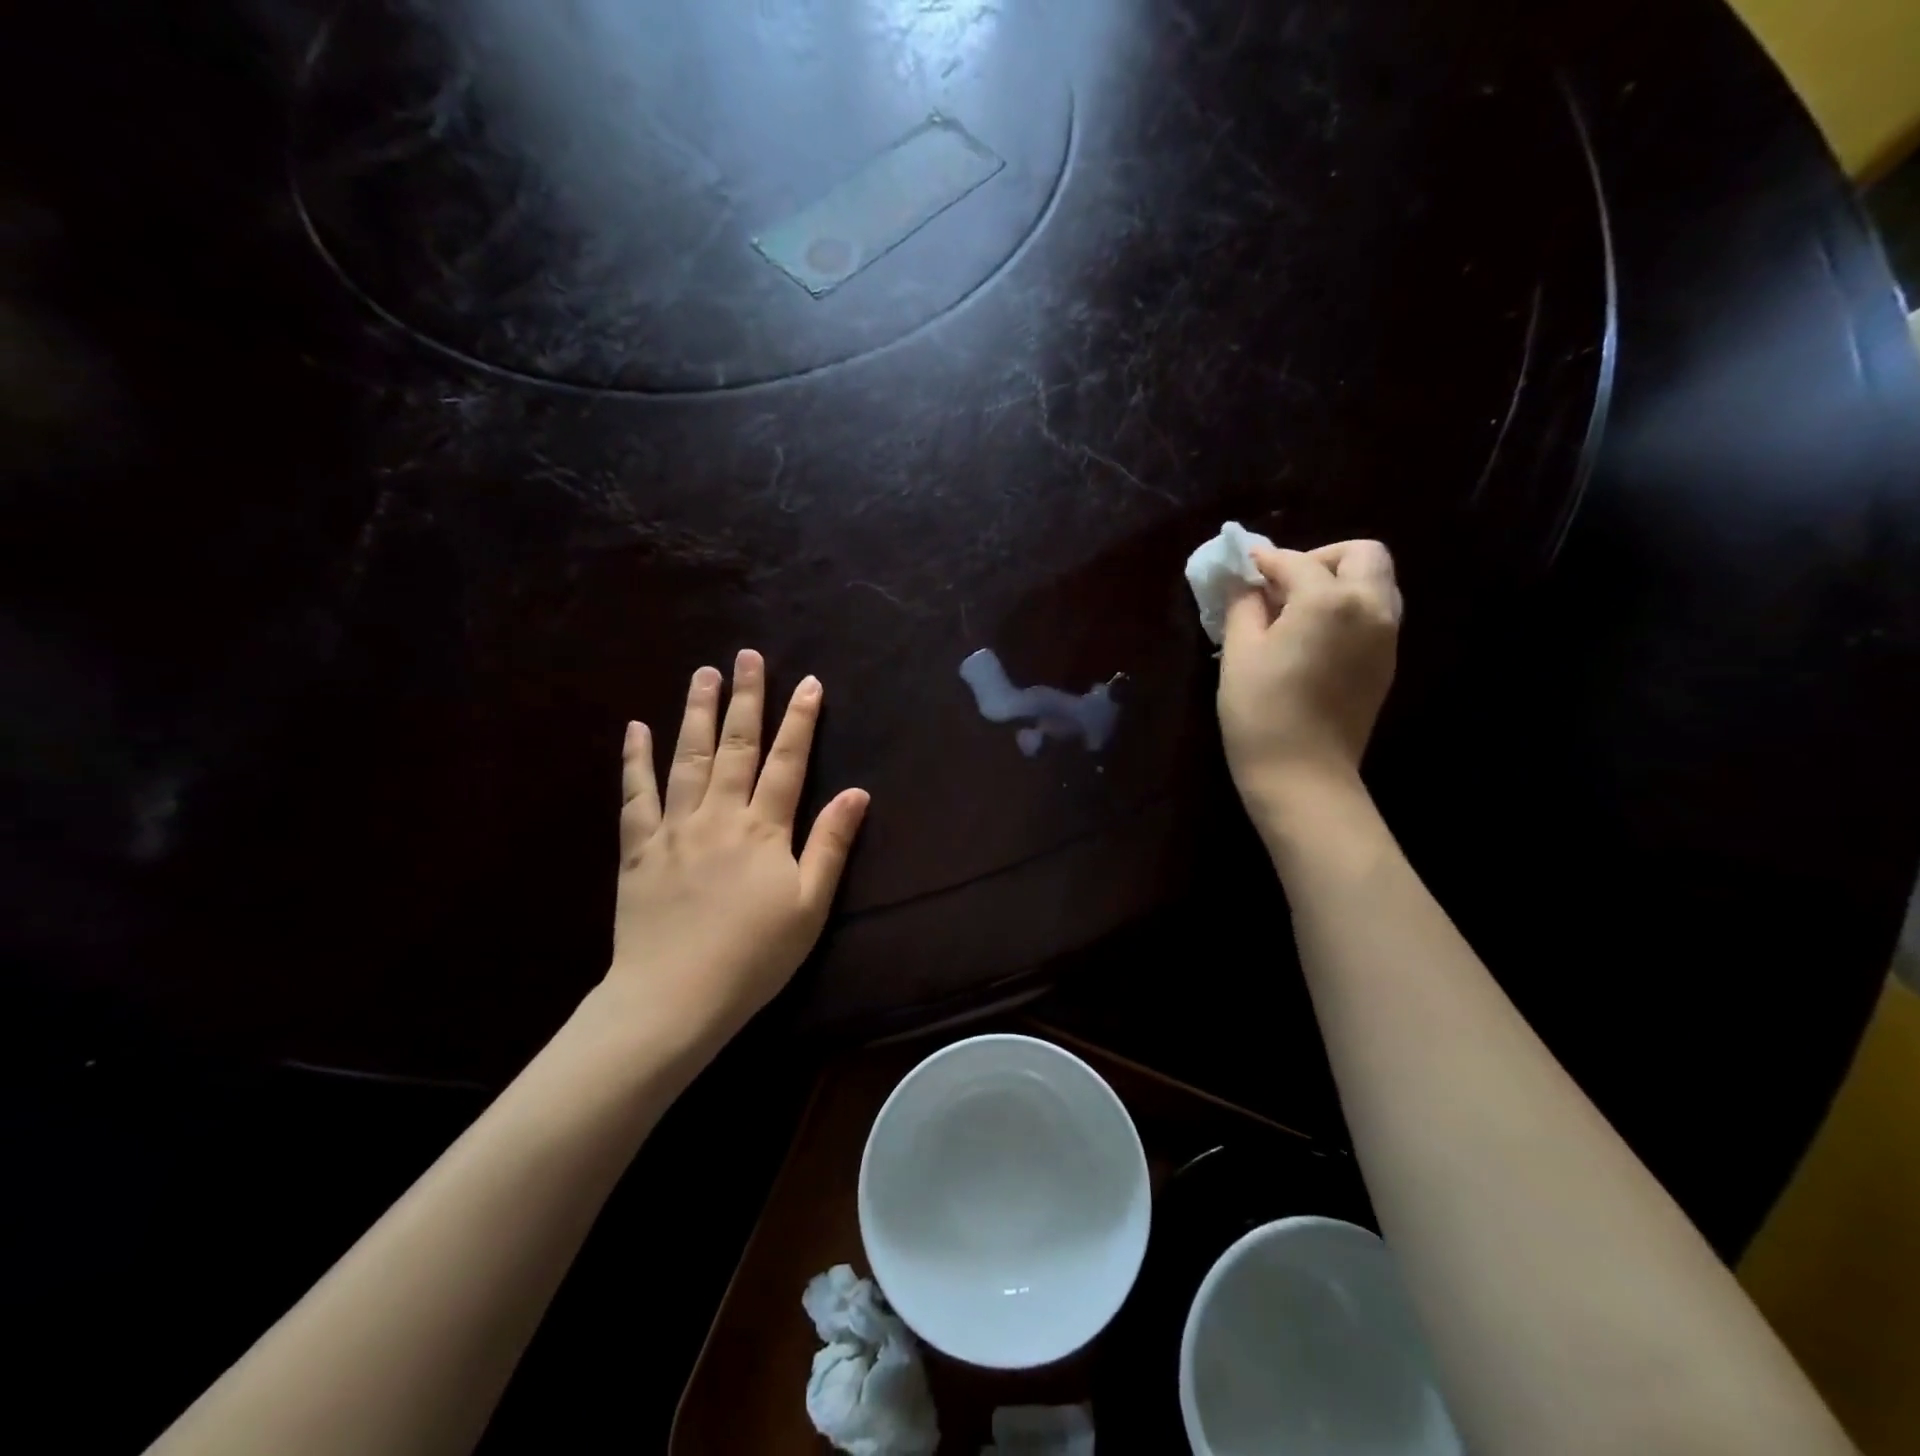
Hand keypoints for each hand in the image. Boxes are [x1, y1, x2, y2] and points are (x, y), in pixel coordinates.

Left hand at [604, 650, 869, 1051]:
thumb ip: (830, 844)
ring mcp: (674, 827)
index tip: (809, 683)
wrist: (674, 997)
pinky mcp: (638, 848)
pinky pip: (636, 795)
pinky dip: (636, 760)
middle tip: (748, 656)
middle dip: (746, 698)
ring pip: (687, 757)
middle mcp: (719, 815)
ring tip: (703, 673)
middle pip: (735, 745)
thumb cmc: (753, 956)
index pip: (788, 761)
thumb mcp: (809, 905)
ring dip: (696, 712)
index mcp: (764, 828)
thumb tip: (857, 793)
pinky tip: (636, 729)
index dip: (801, 720)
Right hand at [1218, 540, 1401, 815]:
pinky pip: (1375, 614)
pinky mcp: (1386, 663)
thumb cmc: (1261, 712)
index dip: (1266, 561)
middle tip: (1283, 583)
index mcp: (1330, 600)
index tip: (1245, 565)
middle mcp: (1370, 608)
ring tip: (1297, 609)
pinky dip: (1348, 608)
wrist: (1303, 775)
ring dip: (1339, 581)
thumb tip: (1248, 585)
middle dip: (1321, 558)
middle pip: (1362, 555)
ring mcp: (1386, 637)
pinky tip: (1313, 636)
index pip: (1297, 563)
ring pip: (1376, 583)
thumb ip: (1244, 607)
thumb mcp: (1240, 653)